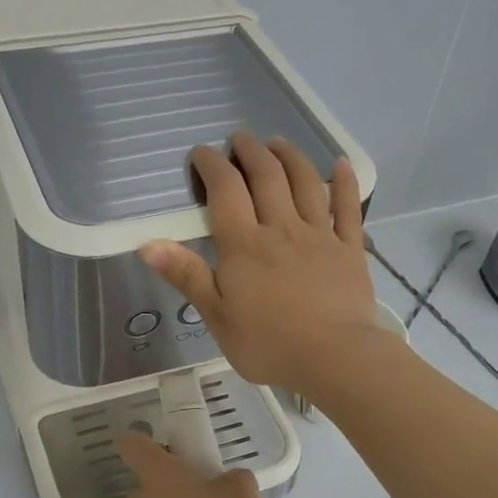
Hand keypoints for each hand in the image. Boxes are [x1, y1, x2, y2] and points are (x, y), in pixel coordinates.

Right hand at [139, 132, 386, 396]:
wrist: (334, 357)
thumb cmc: (269, 343)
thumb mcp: (217, 316)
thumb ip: (187, 276)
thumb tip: (147, 244)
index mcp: (244, 245)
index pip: (225, 191)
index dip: (212, 165)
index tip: (202, 153)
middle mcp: (281, 228)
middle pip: (266, 177)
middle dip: (250, 152)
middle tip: (240, 139)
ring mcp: (320, 235)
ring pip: (305, 183)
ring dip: (290, 157)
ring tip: (278, 143)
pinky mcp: (350, 249)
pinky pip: (348, 208)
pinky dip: (344, 183)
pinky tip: (341, 165)